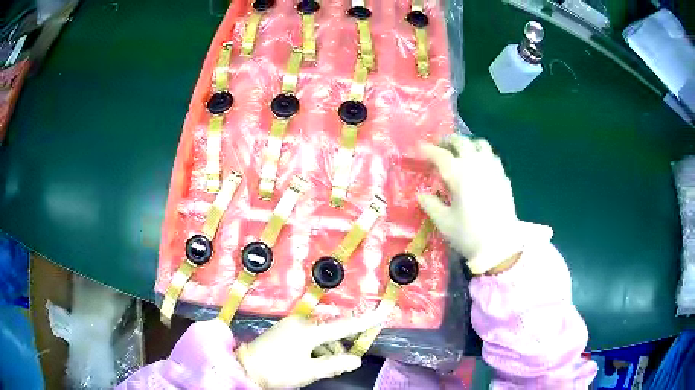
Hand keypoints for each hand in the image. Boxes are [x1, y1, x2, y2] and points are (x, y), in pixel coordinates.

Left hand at [236, 314, 381, 388]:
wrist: (246, 367)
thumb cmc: (279, 370)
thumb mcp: (309, 371)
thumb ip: (335, 364)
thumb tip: (356, 360)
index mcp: (308, 331)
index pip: (343, 326)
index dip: (364, 321)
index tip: (382, 311)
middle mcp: (301, 323)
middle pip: (331, 333)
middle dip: (339, 349)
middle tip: (339, 367)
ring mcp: (291, 326)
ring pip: (320, 337)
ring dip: (327, 351)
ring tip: (323, 370)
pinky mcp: (284, 331)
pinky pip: (308, 337)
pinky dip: (315, 349)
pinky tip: (311, 363)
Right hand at [417, 135, 551, 273]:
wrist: (500, 246)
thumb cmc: (468, 234)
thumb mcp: (443, 222)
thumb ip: (430, 204)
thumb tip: (421, 194)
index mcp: (457, 173)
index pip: (439, 154)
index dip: (427, 149)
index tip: (418, 148)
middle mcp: (475, 164)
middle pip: (460, 142)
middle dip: (448, 141)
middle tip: (440, 147)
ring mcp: (492, 168)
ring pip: (480, 144)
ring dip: (468, 144)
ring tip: (462, 153)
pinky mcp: (503, 177)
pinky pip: (492, 156)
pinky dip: (482, 155)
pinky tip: (480, 166)